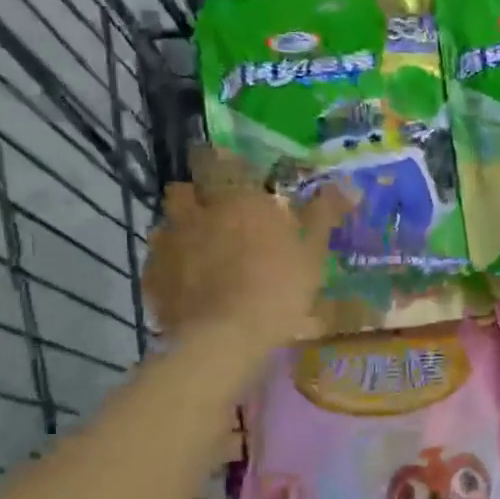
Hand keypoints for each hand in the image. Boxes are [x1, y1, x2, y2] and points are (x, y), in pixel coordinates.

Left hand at [143, 165, 350, 346]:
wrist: (225, 338)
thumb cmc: (278, 288)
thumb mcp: (312, 252)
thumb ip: (324, 214)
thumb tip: (347, 184)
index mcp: (237, 198)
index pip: (218, 161)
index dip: (223, 163)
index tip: (235, 175)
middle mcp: (197, 211)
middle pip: (184, 189)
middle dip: (197, 196)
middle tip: (217, 215)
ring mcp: (169, 243)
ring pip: (168, 223)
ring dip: (182, 230)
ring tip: (201, 252)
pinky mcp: (152, 276)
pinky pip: (158, 260)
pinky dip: (171, 266)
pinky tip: (189, 284)